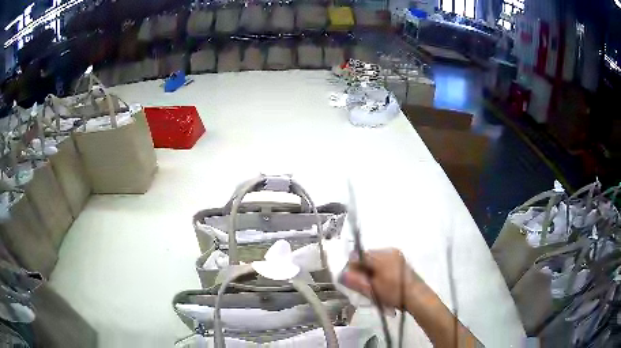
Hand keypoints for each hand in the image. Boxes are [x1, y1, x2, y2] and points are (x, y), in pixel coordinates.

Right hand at [341, 248, 420, 308]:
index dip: (352, 268)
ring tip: (373, 284)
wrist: (417, 296)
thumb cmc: (394, 293)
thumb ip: (356, 281)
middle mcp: (389, 251)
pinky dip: (379, 269)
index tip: (353, 280)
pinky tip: (382, 281)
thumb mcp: (372, 290)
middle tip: (364, 284)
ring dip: (371, 269)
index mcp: (381, 256)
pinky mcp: (401, 260)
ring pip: (375, 259)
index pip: (358, 256)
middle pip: (367, 257)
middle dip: (362, 269)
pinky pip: (384, 261)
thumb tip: (342, 275)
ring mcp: (396, 255)